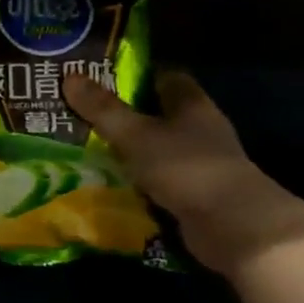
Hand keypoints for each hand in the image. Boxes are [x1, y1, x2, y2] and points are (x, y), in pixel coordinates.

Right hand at [64, 70, 303, 276]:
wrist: (234, 228)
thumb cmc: (186, 167)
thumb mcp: (136, 135)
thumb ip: (103, 109)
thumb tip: (69, 77)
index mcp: (192, 104)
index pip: (167, 77)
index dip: (138, 74)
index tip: (104, 77)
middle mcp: (201, 130)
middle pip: (162, 114)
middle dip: (129, 114)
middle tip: (87, 113)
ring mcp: (203, 165)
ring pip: (161, 149)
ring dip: (134, 151)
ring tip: (90, 148)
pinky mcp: (199, 197)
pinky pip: (163, 181)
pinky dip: (142, 182)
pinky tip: (113, 184)